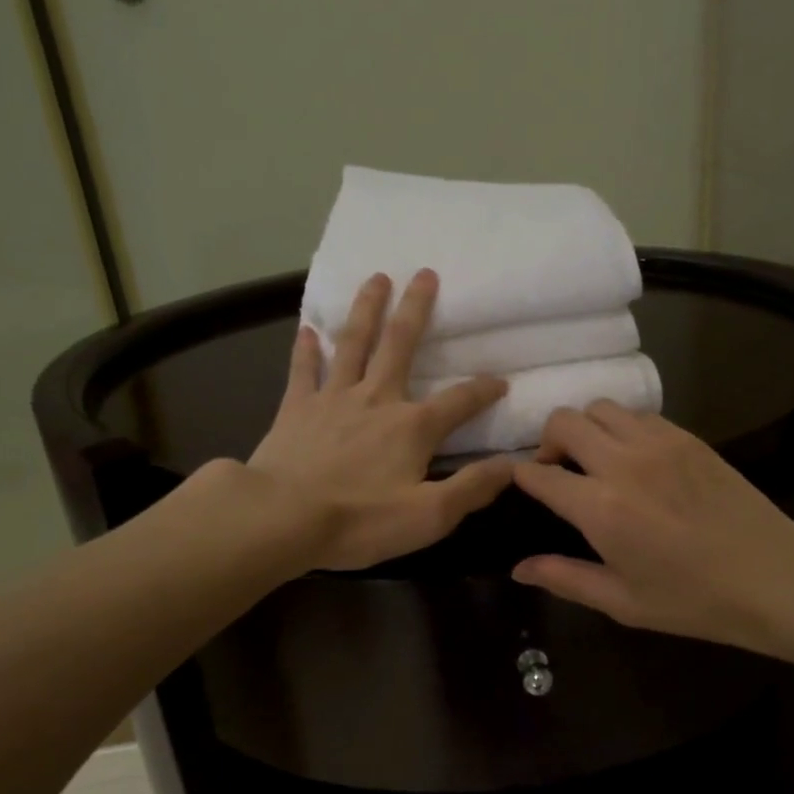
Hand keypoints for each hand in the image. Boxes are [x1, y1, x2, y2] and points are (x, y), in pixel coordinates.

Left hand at [246, 270, 513, 570]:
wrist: (281, 518)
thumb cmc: (359, 521)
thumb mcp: (429, 517)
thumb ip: (472, 488)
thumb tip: (512, 466)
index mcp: (412, 426)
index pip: (459, 401)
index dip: (483, 390)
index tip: (500, 381)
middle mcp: (376, 399)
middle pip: (400, 344)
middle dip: (416, 309)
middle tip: (424, 273)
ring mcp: (333, 398)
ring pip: (354, 343)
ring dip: (367, 309)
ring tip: (376, 278)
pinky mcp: (296, 408)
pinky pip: (303, 370)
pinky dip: (306, 349)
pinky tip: (308, 329)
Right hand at [512, 404, 793, 653]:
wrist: (772, 576)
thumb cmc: (693, 599)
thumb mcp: (622, 601)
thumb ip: (564, 578)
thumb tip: (518, 568)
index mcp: (600, 508)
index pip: (539, 474)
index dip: (521, 476)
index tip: (523, 485)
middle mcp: (622, 463)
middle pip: (564, 422)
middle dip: (548, 441)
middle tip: (558, 469)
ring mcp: (657, 443)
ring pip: (601, 408)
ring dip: (586, 428)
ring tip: (596, 458)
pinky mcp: (686, 437)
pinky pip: (639, 415)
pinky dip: (623, 427)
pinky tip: (635, 457)